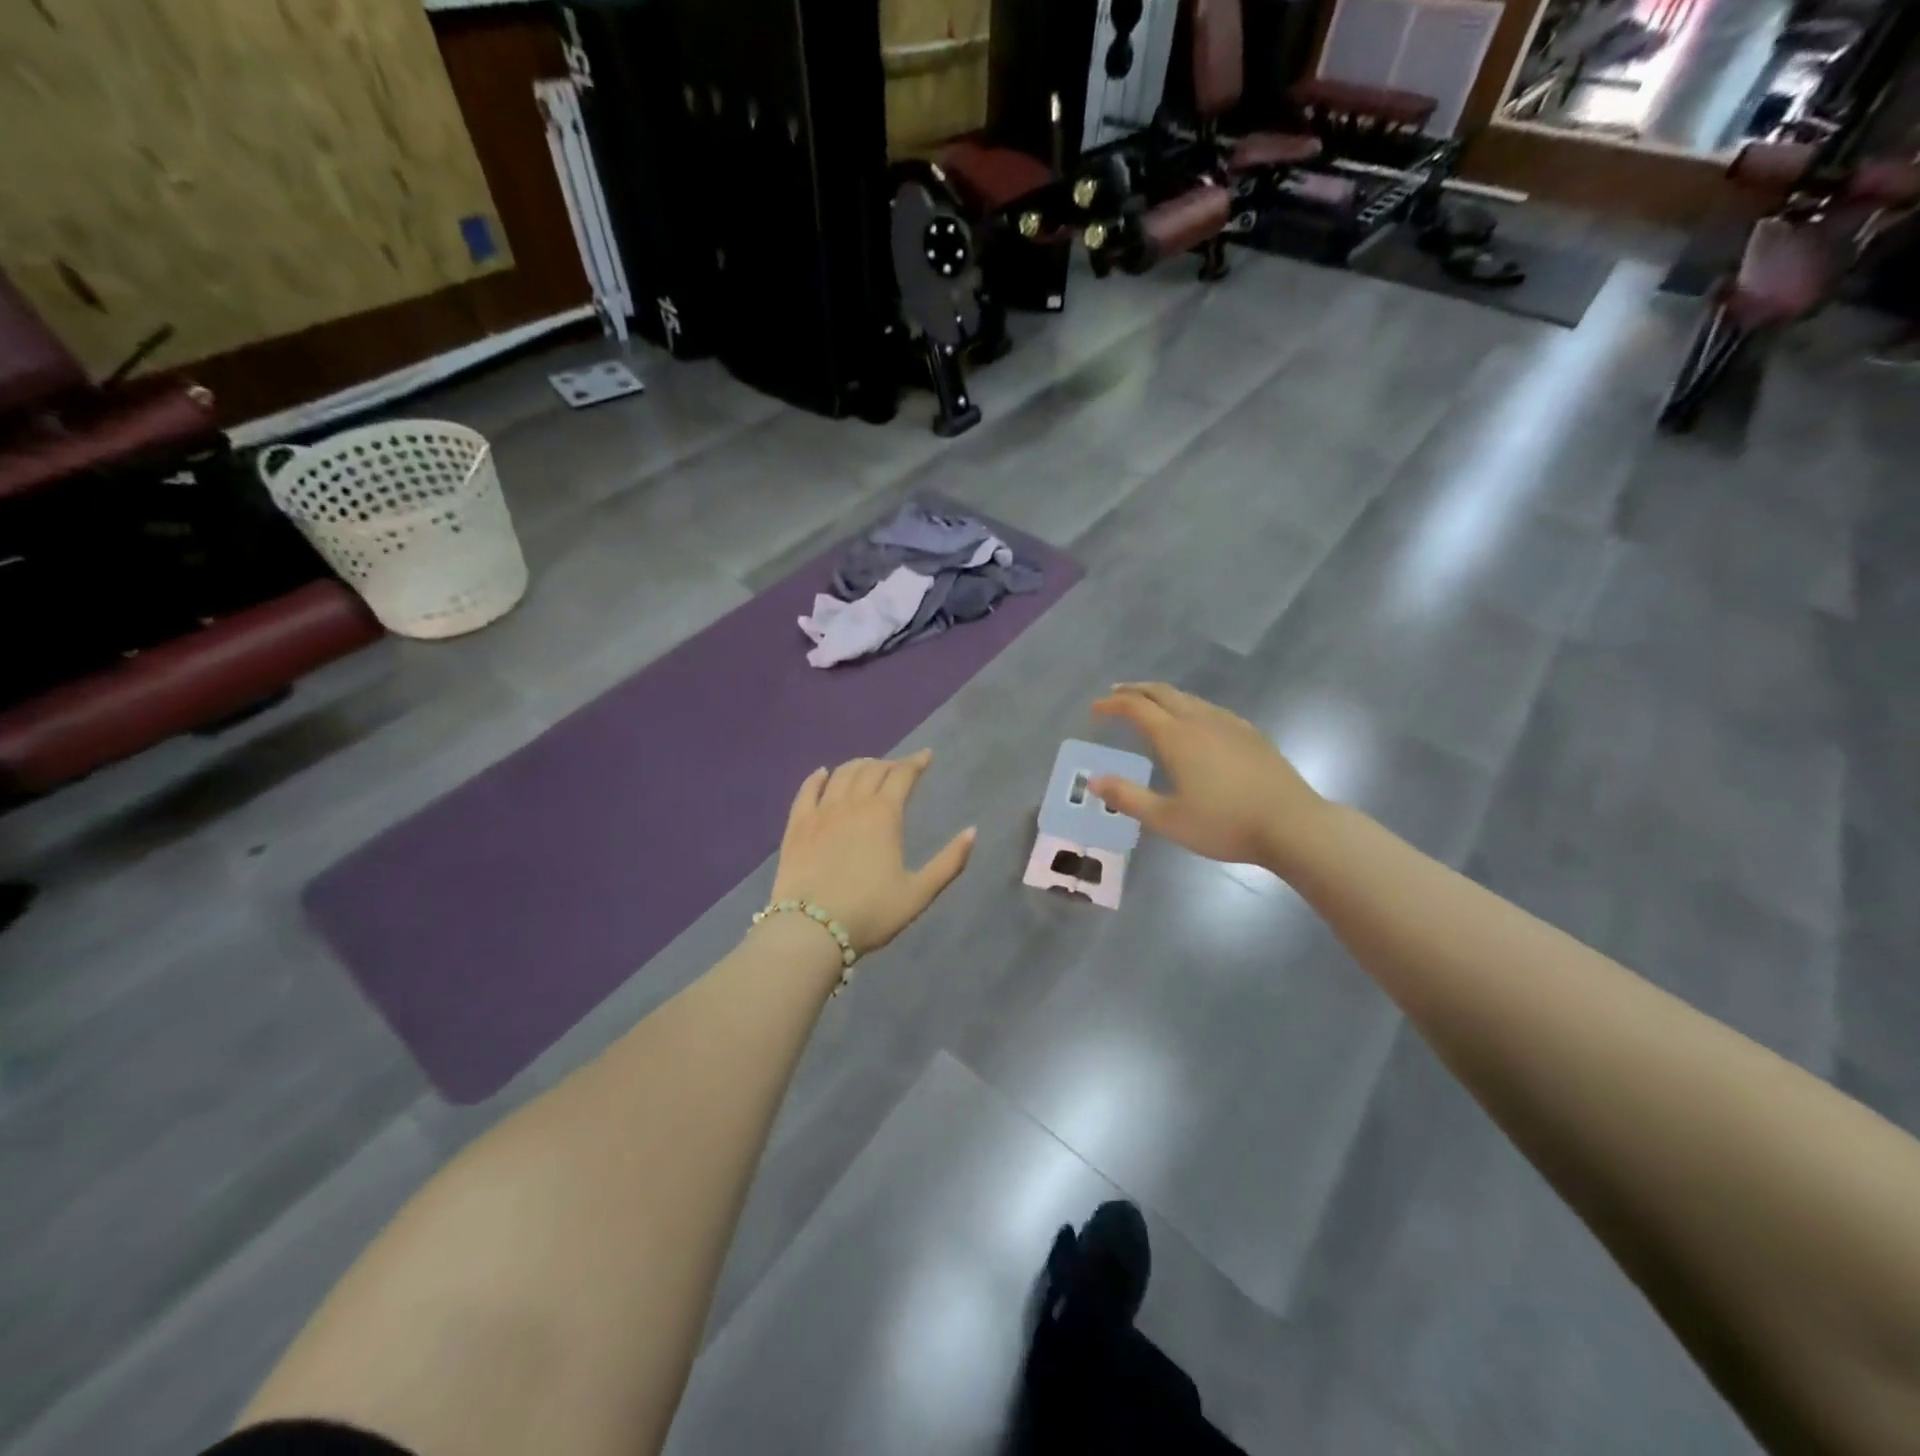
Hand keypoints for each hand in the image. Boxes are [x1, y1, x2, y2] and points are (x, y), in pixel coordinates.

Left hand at [770, 750, 975, 952]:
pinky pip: (807, 790)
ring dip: (859, 765)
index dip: (916, 762)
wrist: (811, 930)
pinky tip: (823, 774)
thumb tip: (972, 831)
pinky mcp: (796, 825)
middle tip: (899, 769)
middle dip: (890, 764)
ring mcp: (821, 812)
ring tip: (868, 768)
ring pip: (842, 774)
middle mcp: (853, 803)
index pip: (903, 775)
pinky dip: (818, 777)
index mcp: (884, 814)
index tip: (926, 756)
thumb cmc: (871, 913)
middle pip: (872, 769)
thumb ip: (949, 862)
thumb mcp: (919, 893)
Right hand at [1090, 683, 1323, 869]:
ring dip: (1162, 696)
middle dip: (1136, 690)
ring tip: (1150, 705)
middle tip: (1116, 695)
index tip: (1095, 709)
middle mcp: (1200, 721)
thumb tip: (1094, 780)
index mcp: (1177, 737)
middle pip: (1162, 693)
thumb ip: (1128, 797)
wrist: (1292, 825)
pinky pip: (1211, 709)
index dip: (1112, 705)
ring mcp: (1230, 724)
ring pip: (1189, 698)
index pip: (1136, 707)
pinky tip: (1195, 723)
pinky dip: (1189, 706)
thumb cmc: (1225, 824)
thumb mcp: (1167, 819)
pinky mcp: (1251, 734)